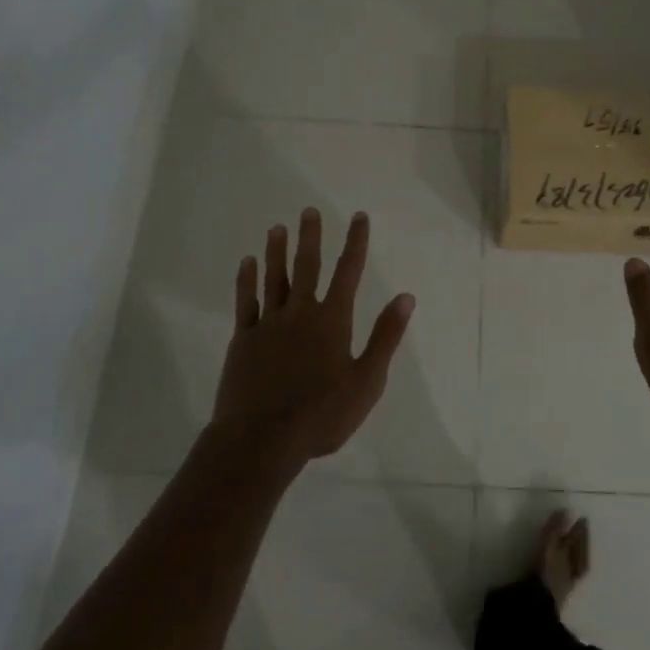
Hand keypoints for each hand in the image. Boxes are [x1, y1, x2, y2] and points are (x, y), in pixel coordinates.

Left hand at [211, 208, 414, 464]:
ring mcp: (269, 324)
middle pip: (307, 266)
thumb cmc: (322, 414)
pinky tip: (247, 263)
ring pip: (274, 278)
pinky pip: (246, 302)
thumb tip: (405, 297)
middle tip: (309, 210)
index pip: (348, 272)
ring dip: (277, 251)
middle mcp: (300, 313)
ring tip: (277, 228)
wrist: (262, 439)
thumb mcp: (367, 381)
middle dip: (311, 237)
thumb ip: (385, 336)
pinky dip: (247, 280)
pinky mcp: (244, 340)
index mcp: (332, 320)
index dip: (356, 242)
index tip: (359, 216)